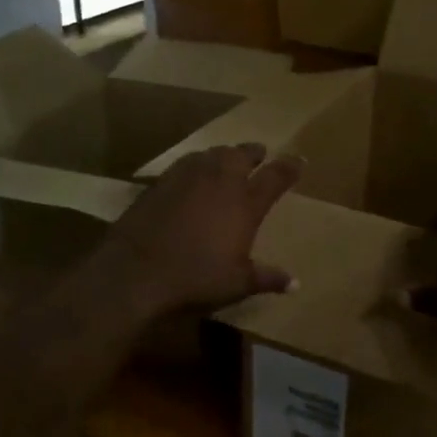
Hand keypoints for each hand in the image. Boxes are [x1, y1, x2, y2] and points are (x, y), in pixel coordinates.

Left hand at [93, 143, 301, 318]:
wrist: (136, 272)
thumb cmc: (196, 278)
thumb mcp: (237, 283)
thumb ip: (267, 278)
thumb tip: (296, 284)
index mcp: (245, 203)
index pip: (275, 177)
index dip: (290, 167)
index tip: (300, 160)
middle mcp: (220, 181)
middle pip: (242, 154)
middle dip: (255, 152)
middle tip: (261, 153)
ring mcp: (188, 177)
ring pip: (213, 153)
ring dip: (225, 154)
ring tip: (229, 158)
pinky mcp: (161, 182)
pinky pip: (187, 163)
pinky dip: (198, 163)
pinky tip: (195, 172)